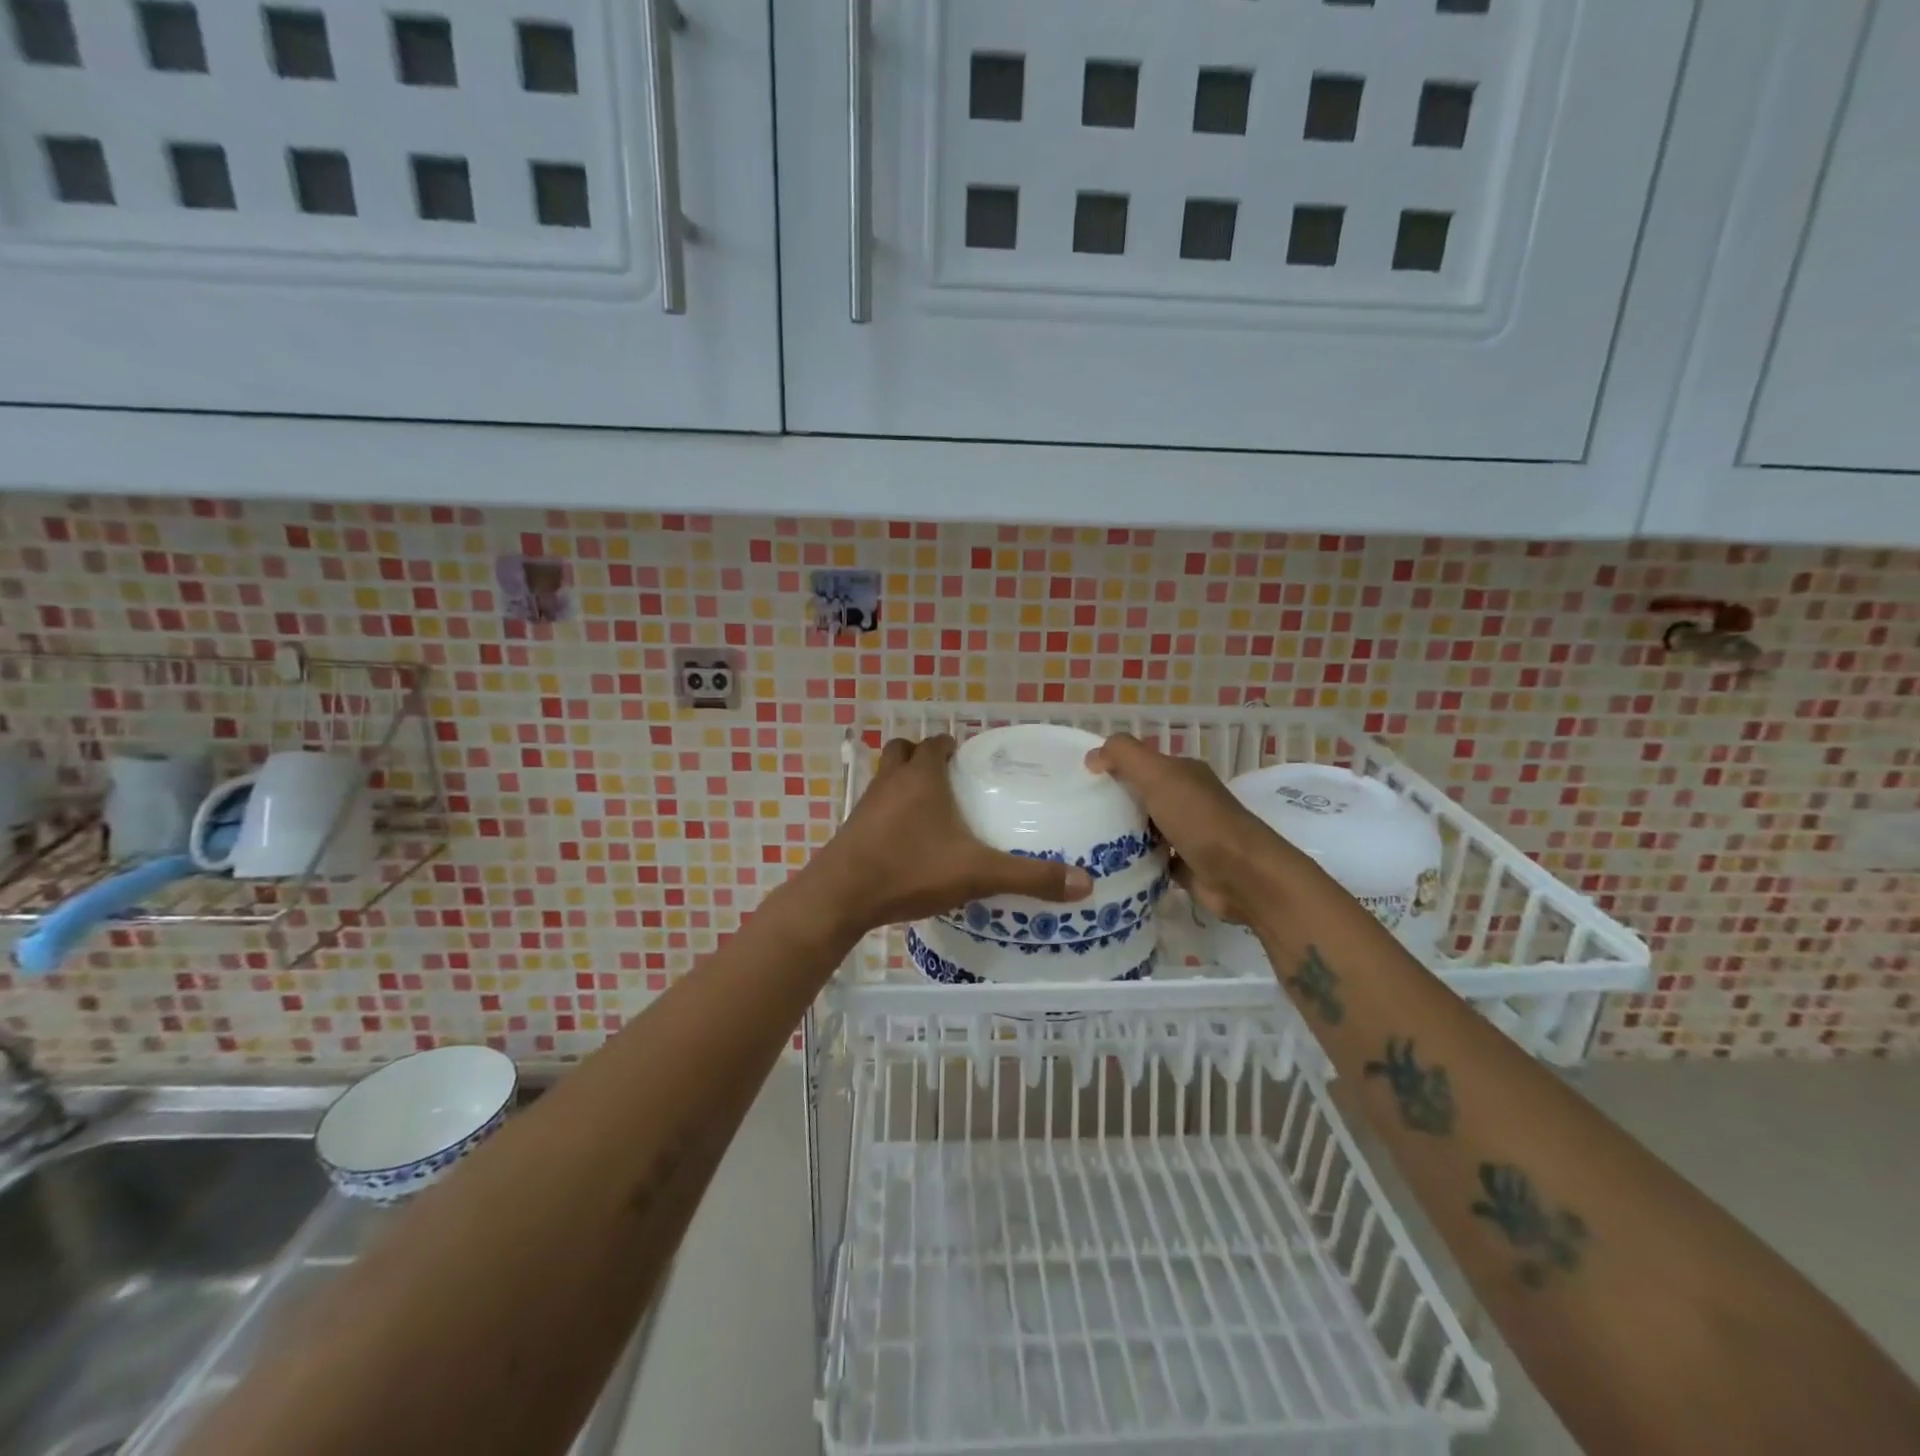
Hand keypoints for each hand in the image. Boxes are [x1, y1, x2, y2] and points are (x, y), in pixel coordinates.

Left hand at [802, 736, 1093, 936]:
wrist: (841, 896)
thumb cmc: (909, 869)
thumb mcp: (977, 873)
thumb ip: (1029, 877)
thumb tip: (1085, 884)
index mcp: (921, 777)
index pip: (936, 742)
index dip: (953, 746)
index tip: (973, 761)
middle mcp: (891, 781)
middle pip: (904, 751)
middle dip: (924, 758)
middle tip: (952, 781)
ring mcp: (866, 804)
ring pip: (886, 777)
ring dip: (905, 783)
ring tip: (933, 810)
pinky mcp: (852, 829)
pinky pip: (875, 807)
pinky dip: (890, 813)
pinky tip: (908, 842)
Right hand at [1086, 733, 1299, 925]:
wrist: (1242, 875)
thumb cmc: (1198, 819)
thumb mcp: (1157, 774)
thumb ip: (1123, 756)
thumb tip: (1092, 756)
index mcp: (1183, 773)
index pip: (1140, 763)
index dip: (1111, 768)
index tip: (1079, 783)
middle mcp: (1187, 800)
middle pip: (1141, 796)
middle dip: (1112, 803)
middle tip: (1075, 816)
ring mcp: (1188, 834)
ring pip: (1145, 829)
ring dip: (1121, 835)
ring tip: (1083, 843)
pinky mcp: (1186, 866)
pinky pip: (1151, 859)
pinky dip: (1134, 862)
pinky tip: (1108, 867)